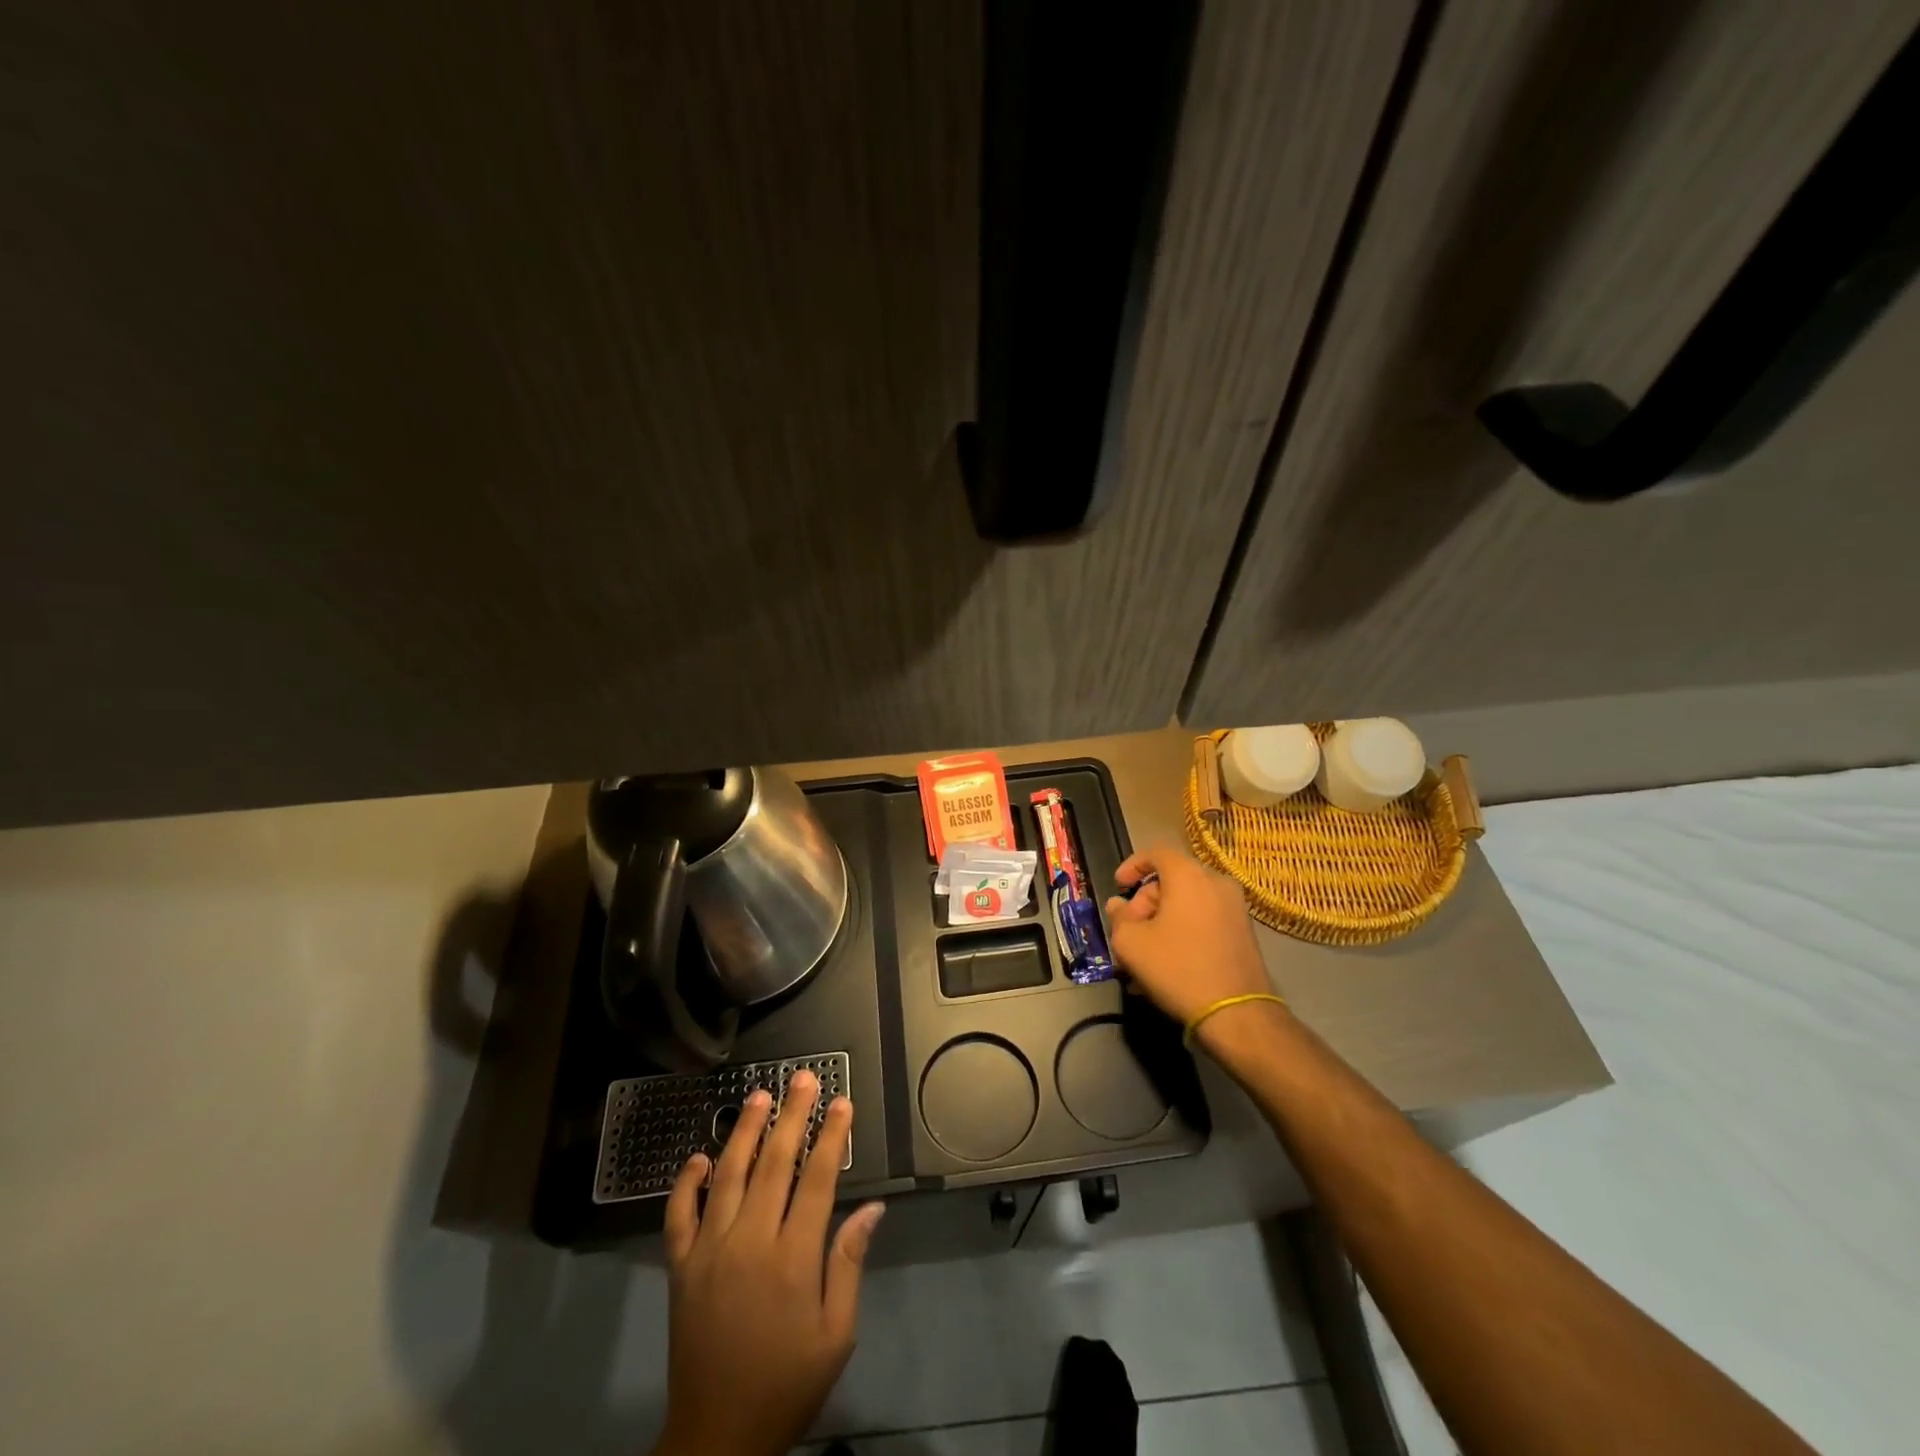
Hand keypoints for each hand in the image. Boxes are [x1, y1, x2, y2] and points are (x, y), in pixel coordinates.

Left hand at [653, 1071, 885, 1455]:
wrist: (717, 1437)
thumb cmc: (787, 1384)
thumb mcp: (836, 1335)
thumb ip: (849, 1264)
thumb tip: (872, 1208)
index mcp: (793, 1258)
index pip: (816, 1179)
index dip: (830, 1136)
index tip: (841, 1101)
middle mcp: (749, 1242)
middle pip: (774, 1163)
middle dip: (791, 1116)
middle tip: (803, 1078)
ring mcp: (709, 1251)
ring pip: (728, 1175)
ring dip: (744, 1131)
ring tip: (759, 1096)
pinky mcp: (680, 1267)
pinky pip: (679, 1214)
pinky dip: (687, 1181)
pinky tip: (700, 1156)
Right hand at [1104, 845, 1272, 1026]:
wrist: (1236, 1013)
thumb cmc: (1177, 967)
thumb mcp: (1131, 943)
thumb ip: (1119, 917)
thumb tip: (1119, 905)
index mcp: (1189, 875)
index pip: (1156, 852)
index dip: (1132, 866)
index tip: (1118, 885)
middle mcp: (1216, 882)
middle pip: (1172, 879)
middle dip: (1146, 901)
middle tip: (1130, 930)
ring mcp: (1235, 907)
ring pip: (1188, 902)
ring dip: (1163, 920)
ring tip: (1146, 953)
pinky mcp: (1244, 931)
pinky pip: (1205, 919)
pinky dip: (1184, 930)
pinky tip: (1169, 962)